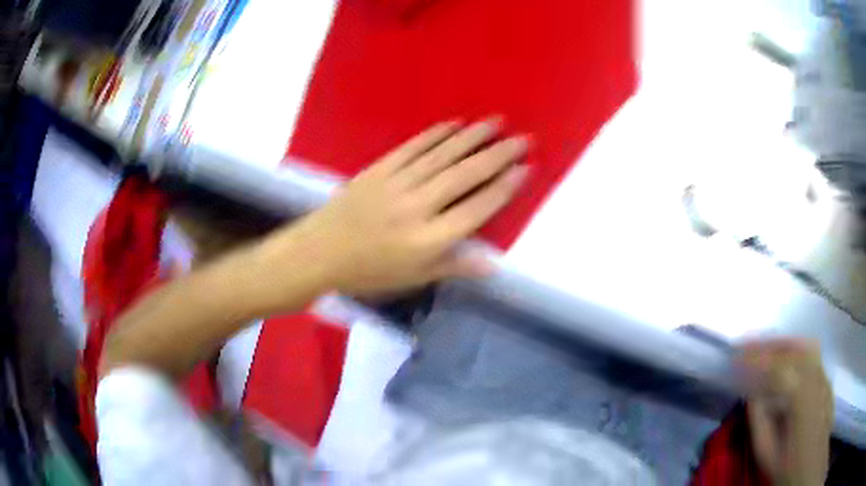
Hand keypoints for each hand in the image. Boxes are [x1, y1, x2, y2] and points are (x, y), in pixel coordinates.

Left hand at [277, 118, 528, 296]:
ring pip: (442, 155)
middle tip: (522, 138)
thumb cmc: (369, 271)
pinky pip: (413, 147)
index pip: (476, 208)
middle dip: (497, 155)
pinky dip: (435, 134)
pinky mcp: (379, 169)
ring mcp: (397, 183)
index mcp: (428, 240)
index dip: (503, 187)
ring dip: (472, 137)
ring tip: (496, 122)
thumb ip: (454, 267)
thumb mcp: (413, 278)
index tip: (524, 168)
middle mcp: (417, 206)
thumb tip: (493, 264)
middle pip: (465, 175)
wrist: (320, 252)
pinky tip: (453, 124)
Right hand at [739, 340, 832, 485]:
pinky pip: (811, 355)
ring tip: (766, 349)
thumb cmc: (786, 462)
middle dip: (768, 344)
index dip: (754, 359)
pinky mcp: (825, 376)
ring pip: (804, 345)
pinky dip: (796, 350)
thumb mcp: (766, 449)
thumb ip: (758, 417)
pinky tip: (786, 359)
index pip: (774, 366)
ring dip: (783, 344)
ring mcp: (823, 373)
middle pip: (792, 348)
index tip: (734, 355)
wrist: (810, 463)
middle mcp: (815, 375)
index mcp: (799, 394)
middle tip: (747, 346)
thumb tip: (751, 391)